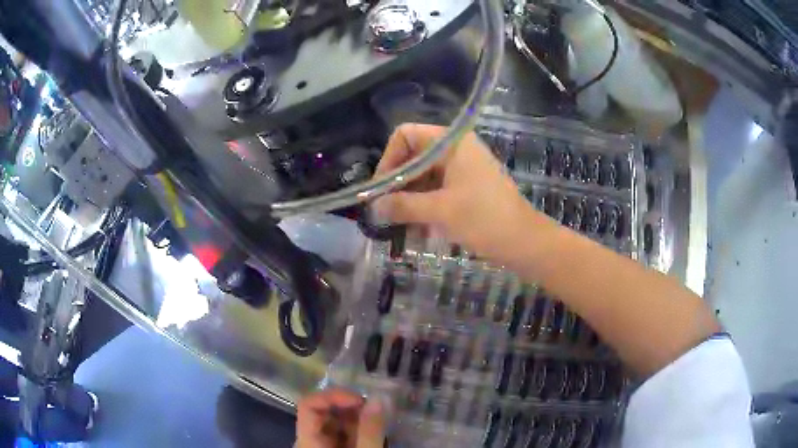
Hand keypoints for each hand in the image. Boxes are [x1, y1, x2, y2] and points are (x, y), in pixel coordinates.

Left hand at [296, 389, 385, 447]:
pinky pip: (340, 435)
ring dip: (356, 418)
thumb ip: (370, 429)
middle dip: (350, 408)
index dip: (333, 396)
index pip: (308, 404)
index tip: (361, 399)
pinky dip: (357, 430)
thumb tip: (378, 397)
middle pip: (323, 412)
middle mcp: (308, 441)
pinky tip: (373, 433)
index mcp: (307, 441)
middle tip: (376, 410)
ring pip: (333, 423)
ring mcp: (318, 446)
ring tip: (378, 422)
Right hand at [374, 123, 554, 267]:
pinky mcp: (468, 188)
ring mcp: (463, 169)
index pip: (406, 135)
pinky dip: (425, 207)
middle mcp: (456, 149)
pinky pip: (438, 191)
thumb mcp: (439, 211)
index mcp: (451, 143)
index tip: (381, 190)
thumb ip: (402, 205)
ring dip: (410, 201)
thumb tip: (373, 207)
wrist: (525, 242)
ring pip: (424, 177)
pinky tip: (417, 231)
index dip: (389, 159)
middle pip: (413, 157)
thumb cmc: (484, 219)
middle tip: (385, 213)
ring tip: (400, 228)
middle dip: (398, 185)